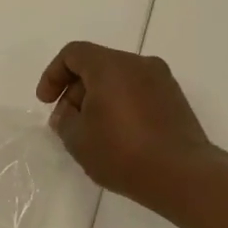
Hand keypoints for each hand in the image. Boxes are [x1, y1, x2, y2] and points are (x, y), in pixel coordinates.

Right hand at [35, 41, 218, 209]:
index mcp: (111, 66)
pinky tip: (119, 136)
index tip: (46, 102)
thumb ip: (64, 120)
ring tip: (93, 133)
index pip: (74, 54)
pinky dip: (122, 105)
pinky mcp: (175, 100)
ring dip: (100, 99)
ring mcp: (162, 80)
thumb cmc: (122, 153)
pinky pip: (139, 92)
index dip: (53, 74)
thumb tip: (67, 112)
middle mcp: (139, 64)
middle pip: (98, 65)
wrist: (181, 174)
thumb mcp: (78, 140)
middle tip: (68, 123)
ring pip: (120, 79)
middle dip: (76, 90)